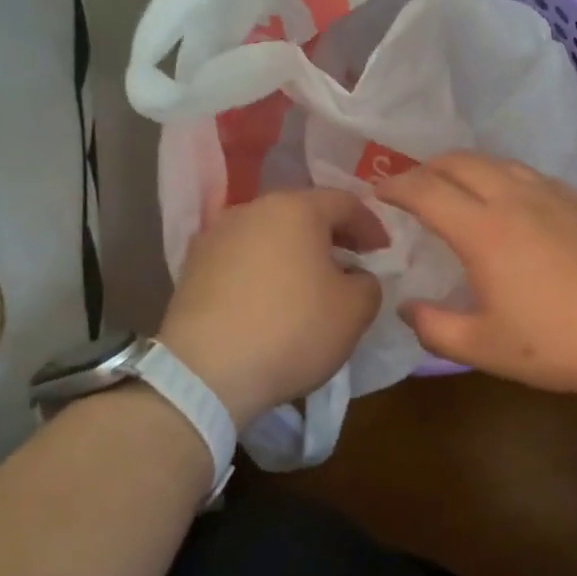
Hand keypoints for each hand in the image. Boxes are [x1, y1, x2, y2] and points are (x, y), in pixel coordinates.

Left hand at [158, 188, 384, 425]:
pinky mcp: (193, 266)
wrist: (205, 373)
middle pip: (303, 213)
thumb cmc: (293, 330)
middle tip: (351, 264)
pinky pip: (242, 258)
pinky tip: (271, 300)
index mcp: (296, 208)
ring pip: (270, 234)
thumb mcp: (355, 311)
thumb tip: (356, 277)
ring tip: (310, 284)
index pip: (346, 203)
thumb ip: (369, 283)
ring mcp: (216, 236)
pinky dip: (264, 270)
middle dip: (332, 236)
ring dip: (295, 253)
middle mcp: (253, 209)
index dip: (372, 226)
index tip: (384, 252)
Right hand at [377, 152, 576, 402]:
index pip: (426, 190)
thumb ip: (435, 328)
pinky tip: (507, 200)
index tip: (377, 191)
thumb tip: (408, 308)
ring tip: (453, 187)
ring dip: (464, 167)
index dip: (395, 186)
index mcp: (484, 230)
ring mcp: (552, 194)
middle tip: (410, 187)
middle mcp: (514, 198)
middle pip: (460, 161)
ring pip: (496, 161)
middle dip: (426, 167)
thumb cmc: (560, 343)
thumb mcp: (485, 348)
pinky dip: (500, 175)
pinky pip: (527, 173)